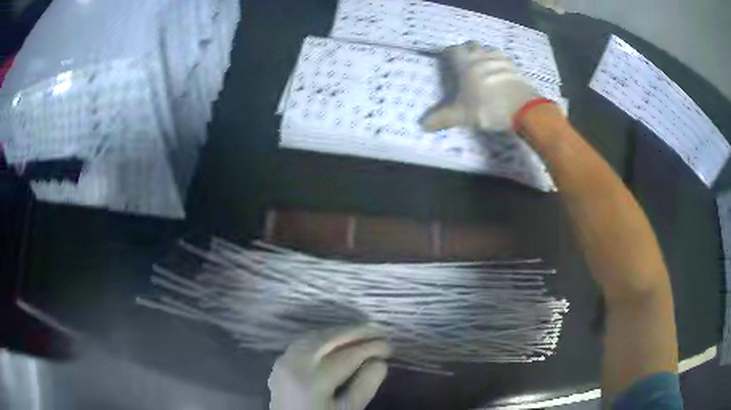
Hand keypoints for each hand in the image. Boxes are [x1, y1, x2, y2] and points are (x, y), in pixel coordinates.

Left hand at [268, 326, 390, 409]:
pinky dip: (321, 339)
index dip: (371, 348)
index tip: (389, 345)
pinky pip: (302, 343)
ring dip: (337, 333)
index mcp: (313, 379)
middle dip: (355, 333)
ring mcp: (283, 362)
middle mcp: (295, 364)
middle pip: (328, 339)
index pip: (348, 355)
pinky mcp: (279, 365)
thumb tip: (380, 363)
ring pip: (312, 337)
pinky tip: (334, 343)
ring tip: (359, 334)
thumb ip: (363, 388)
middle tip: (377, 331)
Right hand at [421, 41, 544, 132]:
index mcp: (465, 64)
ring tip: (484, 66)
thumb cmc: (488, 107)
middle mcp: (481, 56)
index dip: (449, 53)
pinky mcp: (515, 68)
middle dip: (467, 50)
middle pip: (471, 44)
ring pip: (489, 49)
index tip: (447, 58)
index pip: (453, 50)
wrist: (522, 108)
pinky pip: (505, 59)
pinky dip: (500, 63)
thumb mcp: (462, 115)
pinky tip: (501, 74)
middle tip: (465, 62)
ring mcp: (500, 60)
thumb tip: (422, 125)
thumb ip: (443, 118)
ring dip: (484, 54)